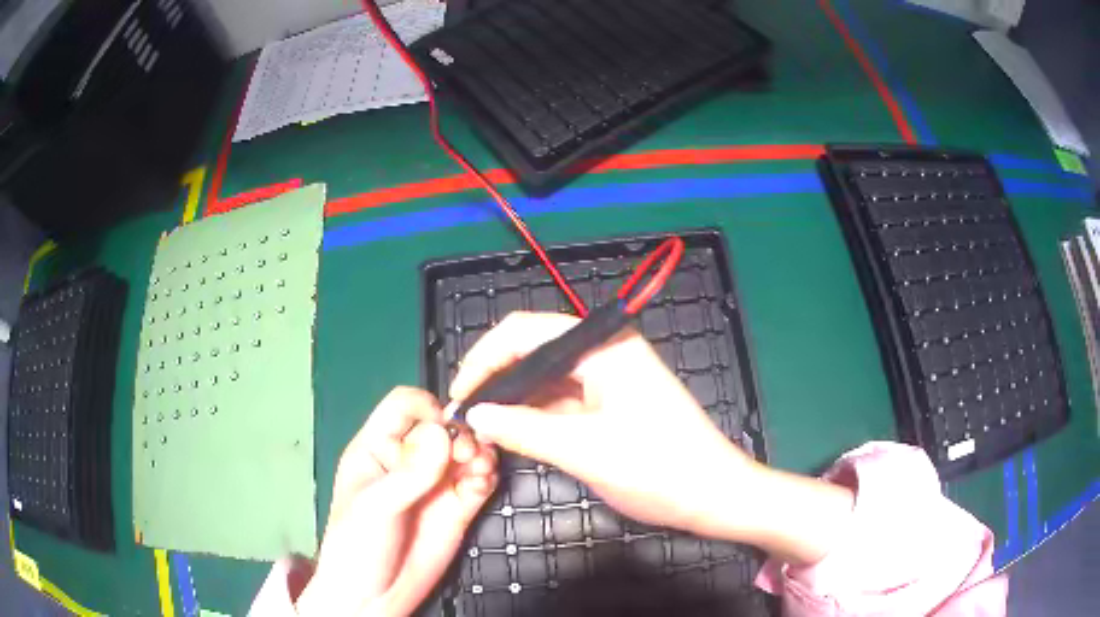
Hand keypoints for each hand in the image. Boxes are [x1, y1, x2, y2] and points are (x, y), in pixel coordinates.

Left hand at [296, 387, 497, 615]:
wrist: (375, 597)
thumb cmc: (357, 546)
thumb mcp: (375, 507)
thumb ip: (409, 473)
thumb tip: (444, 432)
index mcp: (377, 448)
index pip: (404, 406)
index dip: (427, 409)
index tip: (445, 429)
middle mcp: (410, 460)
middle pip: (443, 425)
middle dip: (460, 433)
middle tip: (467, 454)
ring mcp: (436, 484)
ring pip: (466, 450)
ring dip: (480, 452)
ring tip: (480, 469)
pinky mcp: (459, 507)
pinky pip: (480, 479)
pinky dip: (488, 474)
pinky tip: (484, 481)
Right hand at [451, 312, 853, 564]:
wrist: (712, 495)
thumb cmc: (657, 468)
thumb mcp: (582, 450)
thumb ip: (522, 429)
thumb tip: (474, 415)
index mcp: (603, 346)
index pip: (525, 332)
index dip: (485, 359)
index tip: (459, 395)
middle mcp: (604, 351)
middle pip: (533, 351)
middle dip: (496, 380)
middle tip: (465, 416)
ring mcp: (609, 377)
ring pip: (546, 378)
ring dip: (513, 400)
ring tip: (481, 427)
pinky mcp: (611, 402)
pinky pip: (562, 399)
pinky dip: (535, 414)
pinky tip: (512, 432)